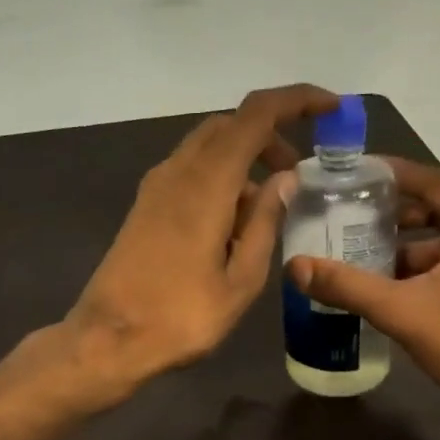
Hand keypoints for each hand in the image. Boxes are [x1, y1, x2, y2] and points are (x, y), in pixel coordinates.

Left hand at [63, 85, 340, 404]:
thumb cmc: (182, 316)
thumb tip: (285, 179)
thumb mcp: (242, 278)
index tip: (331, 107)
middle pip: (230, 125)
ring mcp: (156, 187)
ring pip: (208, 146)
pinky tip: (234, 222)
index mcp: (207, 182)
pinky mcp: (145, 206)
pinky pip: (191, 170)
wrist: (109, 339)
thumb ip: (265, 222)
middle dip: (270, 135)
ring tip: (270, 205)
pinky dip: (221, 176)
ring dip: (244, 157)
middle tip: (298, 171)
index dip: (297, 100)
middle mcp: (178, 171)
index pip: (256, 114)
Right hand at [284, 158, 439, 437]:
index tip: (348, 172)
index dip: (387, 174)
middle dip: (389, 213)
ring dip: (400, 246)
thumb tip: (294, 266)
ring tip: (355, 252)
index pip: (430, 181)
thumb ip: (348, 286)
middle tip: (344, 213)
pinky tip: (383, 286)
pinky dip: (417, 271)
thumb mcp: (403, 312)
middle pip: (434, 208)